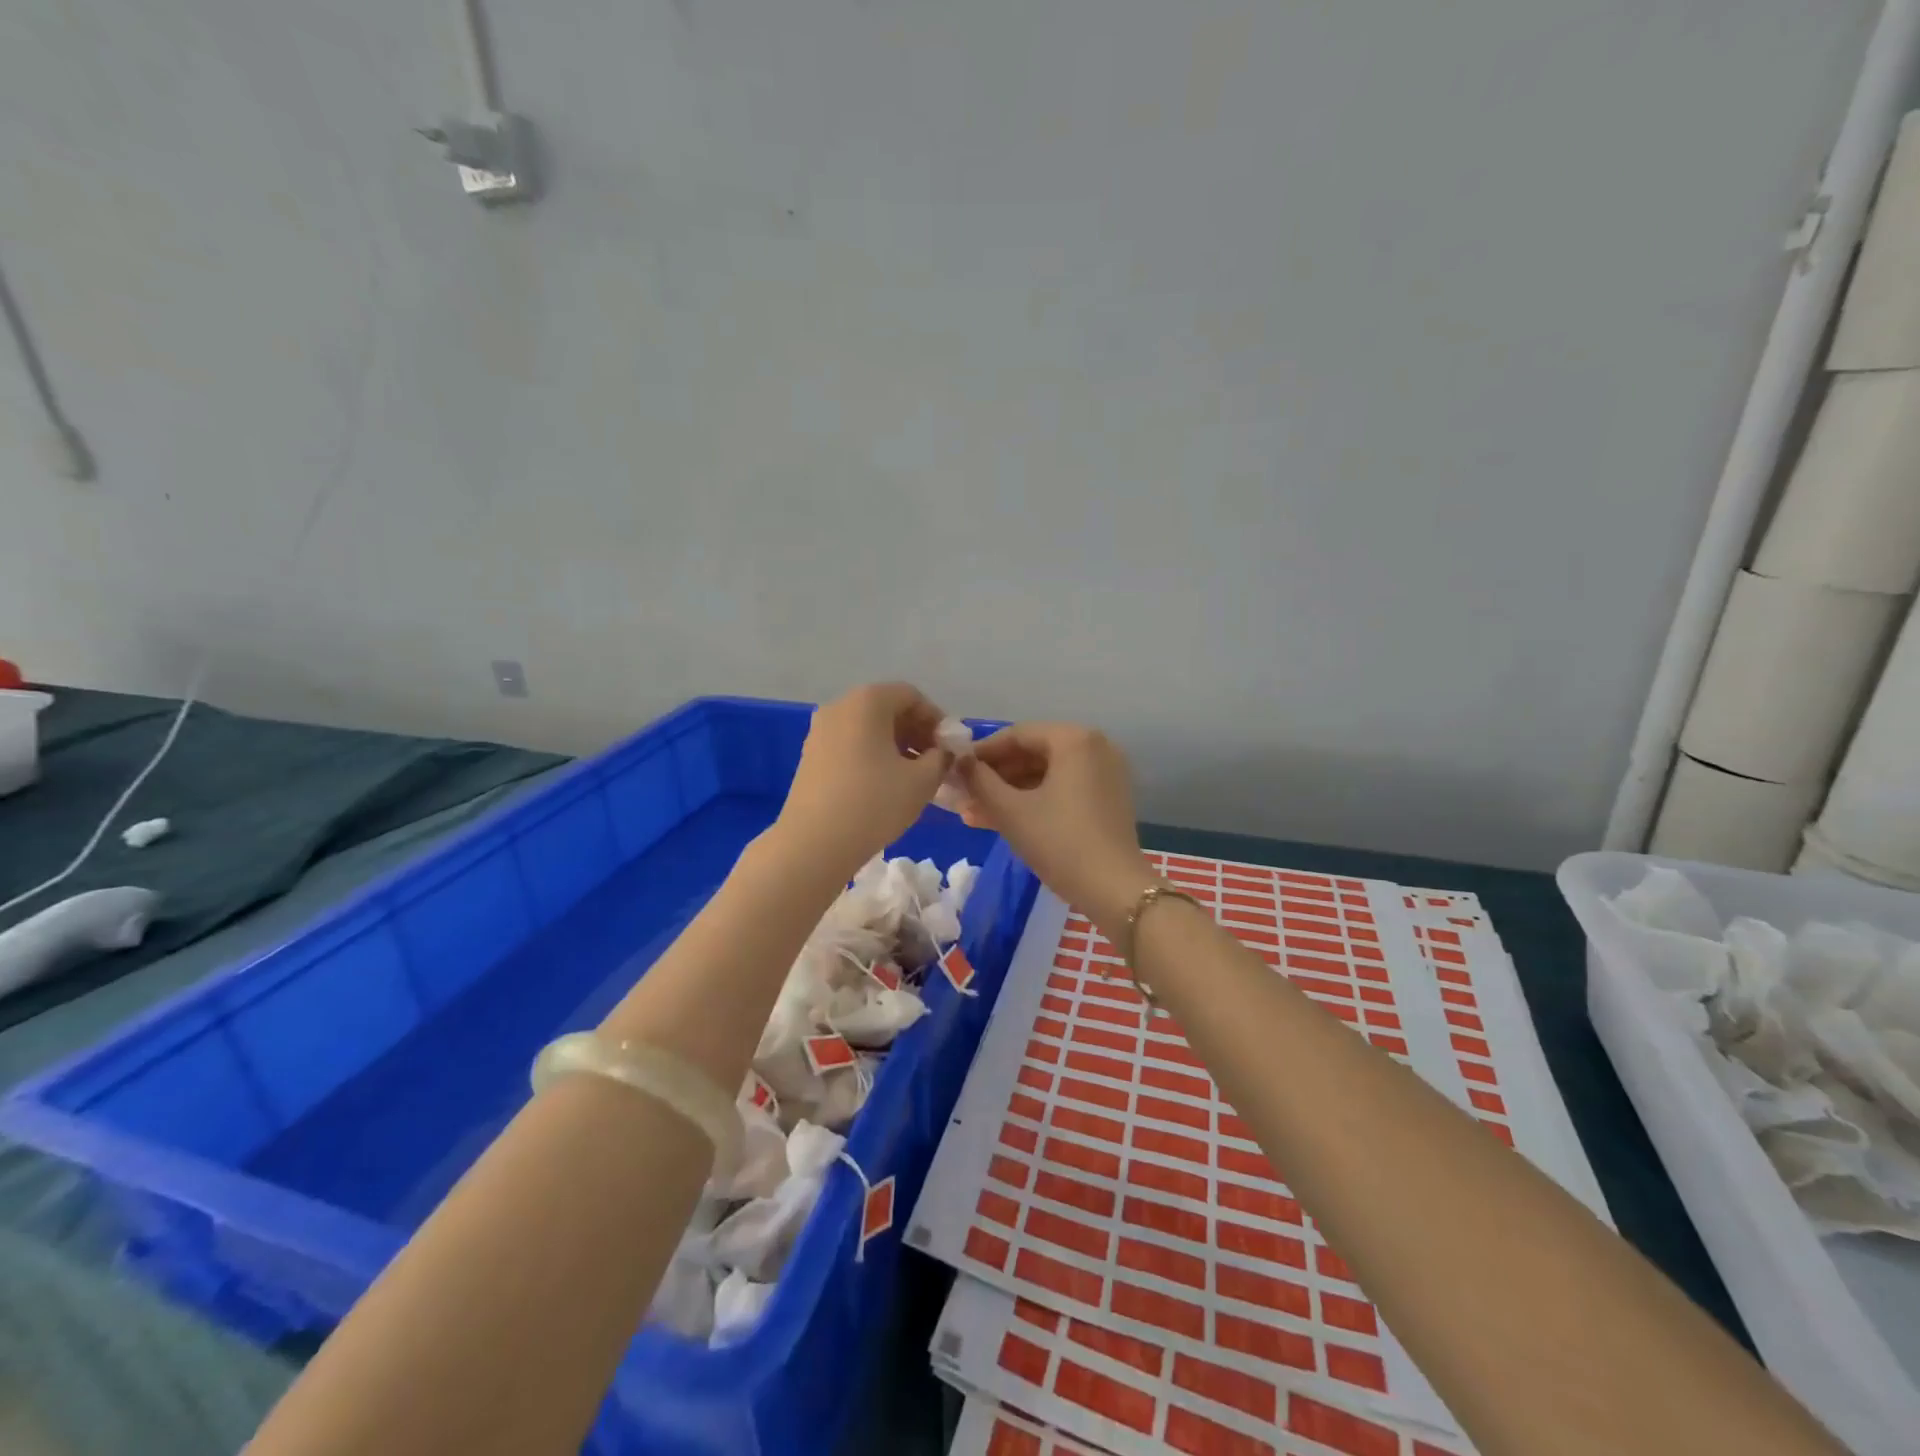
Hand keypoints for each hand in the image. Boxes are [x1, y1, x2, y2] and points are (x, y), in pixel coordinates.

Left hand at [774, 683, 951, 881]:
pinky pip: (850, 744)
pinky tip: (884, 786)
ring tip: (913, 777)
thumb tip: (942, 753)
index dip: (936, 719)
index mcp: (868, 701)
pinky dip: (872, 756)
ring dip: (895, 746)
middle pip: (887, 709)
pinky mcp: (810, 756)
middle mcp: (840, 706)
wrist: (814, 844)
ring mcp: (820, 731)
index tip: (949, 748)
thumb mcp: (923, 780)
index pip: (911, 696)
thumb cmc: (874, 803)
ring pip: (868, 729)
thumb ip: (941, 758)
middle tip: (935, 762)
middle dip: (916, 732)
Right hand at [953, 723, 1154, 932]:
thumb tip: (959, 762)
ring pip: (1045, 774)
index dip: (982, 752)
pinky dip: (1033, 800)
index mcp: (1073, 739)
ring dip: (1009, 792)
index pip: (1016, 734)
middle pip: (1032, 753)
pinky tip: (1001, 819)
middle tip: (962, 796)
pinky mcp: (1107, 798)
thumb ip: (979, 781)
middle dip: (994, 776)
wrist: (1114, 890)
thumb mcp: (1011, 811)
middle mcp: (1094, 746)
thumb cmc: (1059, 842)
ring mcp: (1104, 772)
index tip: (955, 770)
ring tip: (973, 813)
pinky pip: (1062, 788)